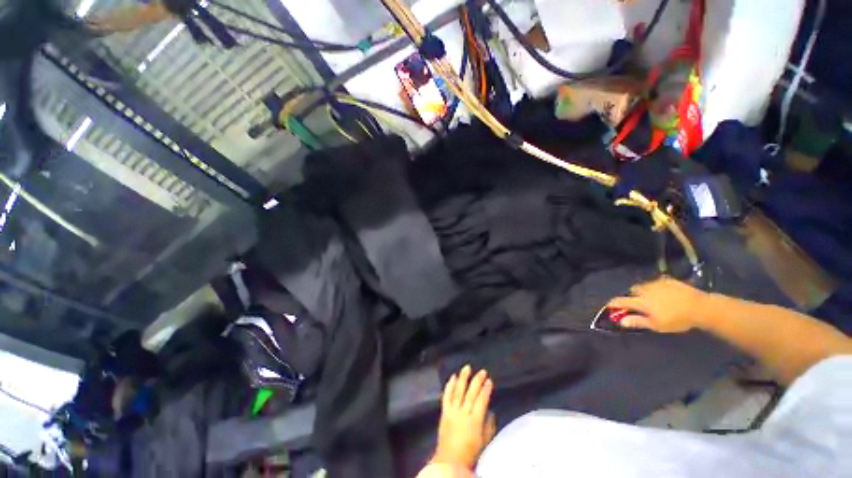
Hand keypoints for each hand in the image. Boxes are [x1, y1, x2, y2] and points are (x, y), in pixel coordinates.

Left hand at [431, 365, 495, 469]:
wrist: (450, 460)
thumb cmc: (470, 452)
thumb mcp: (484, 441)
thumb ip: (489, 425)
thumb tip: (491, 410)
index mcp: (475, 421)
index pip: (481, 401)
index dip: (486, 390)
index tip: (490, 381)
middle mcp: (463, 413)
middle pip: (471, 394)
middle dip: (477, 381)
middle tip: (482, 371)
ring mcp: (452, 411)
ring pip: (458, 391)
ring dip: (463, 378)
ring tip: (467, 367)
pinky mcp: (444, 411)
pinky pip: (446, 396)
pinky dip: (449, 385)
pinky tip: (453, 377)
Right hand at [606, 277, 709, 332]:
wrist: (700, 307)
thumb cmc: (677, 319)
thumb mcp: (657, 325)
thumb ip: (638, 322)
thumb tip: (621, 321)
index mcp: (640, 301)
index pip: (621, 301)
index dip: (613, 303)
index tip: (609, 306)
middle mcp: (645, 290)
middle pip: (632, 290)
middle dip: (631, 296)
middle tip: (637, 303)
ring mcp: (656, 283)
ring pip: (643, 285)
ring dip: (643, 291)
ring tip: (651, 298)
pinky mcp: (667, 279)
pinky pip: (656, 282)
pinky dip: (655, 287)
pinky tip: (663, 292)